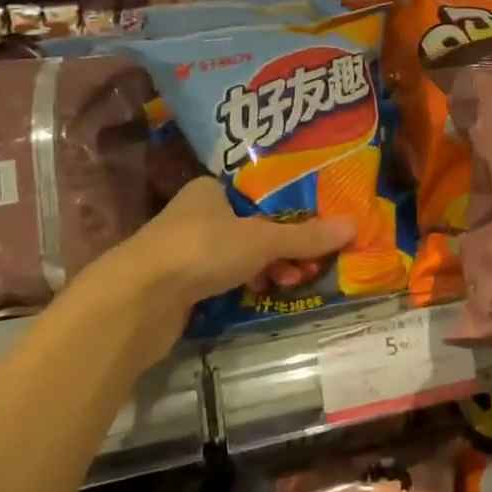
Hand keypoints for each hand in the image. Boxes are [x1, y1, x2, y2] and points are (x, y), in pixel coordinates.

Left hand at [97, 177, 354, 366]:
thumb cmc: (201, 250)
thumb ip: (305, 236)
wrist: (137, 301)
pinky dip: (244, 286)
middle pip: (251, 227)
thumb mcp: (261, 239)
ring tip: (292, 282)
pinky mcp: (178, 285)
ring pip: (238, 256)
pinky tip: (263, 296)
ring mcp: (184, 250)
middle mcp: (195, 214)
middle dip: (282, 245)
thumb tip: (354, 225)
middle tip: (310, 261)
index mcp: (210, 189)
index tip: (316, 226)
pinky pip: (222, 280)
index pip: (257, 193)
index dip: (288, 209)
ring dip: (265, 268)